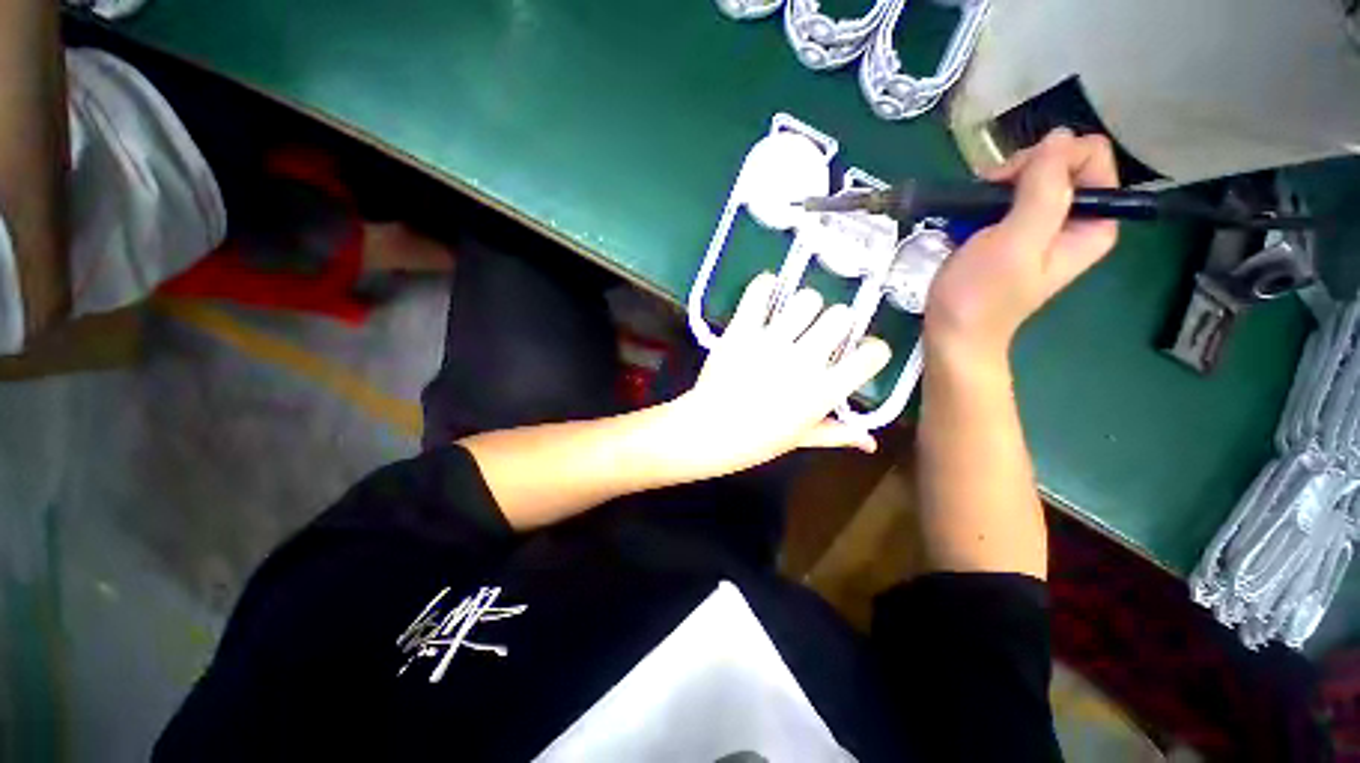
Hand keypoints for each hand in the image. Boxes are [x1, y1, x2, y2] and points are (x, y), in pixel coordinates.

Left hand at [673, 273, 891, 474]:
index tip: (860, 354)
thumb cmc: (757, 441)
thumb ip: (838, 434)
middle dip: (837, 323)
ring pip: (807, 298)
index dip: (872, 351)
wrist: (708, 432)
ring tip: (793, 319)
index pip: (873, 354)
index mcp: (824, 390)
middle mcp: (804, 360)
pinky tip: (767, 295)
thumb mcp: (802, 439)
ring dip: (804, 306)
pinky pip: (759, 293)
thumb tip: (871, 443)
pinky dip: (765, 287)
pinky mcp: (742, 330)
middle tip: (820, 334)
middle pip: (841, 316)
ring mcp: (771, 342)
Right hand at [924, 129, 1120, 361]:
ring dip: (999, 186)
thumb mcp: (1015, 241)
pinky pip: (1011, 196)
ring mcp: (1046, 226)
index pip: (1090, 155)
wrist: (953, 334)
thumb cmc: (981, 295)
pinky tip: (970, 217)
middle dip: (1021, 171)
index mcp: (1094, 221)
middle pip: (1061, 161)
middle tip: (988, 198)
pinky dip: (988, 199)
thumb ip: (1044, 189)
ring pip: (1033, 176)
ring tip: (974, 211)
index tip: (1009, 184)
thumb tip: (1058, 137)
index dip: (1048, 160)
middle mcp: (1077, 218)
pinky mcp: (1018, 233)